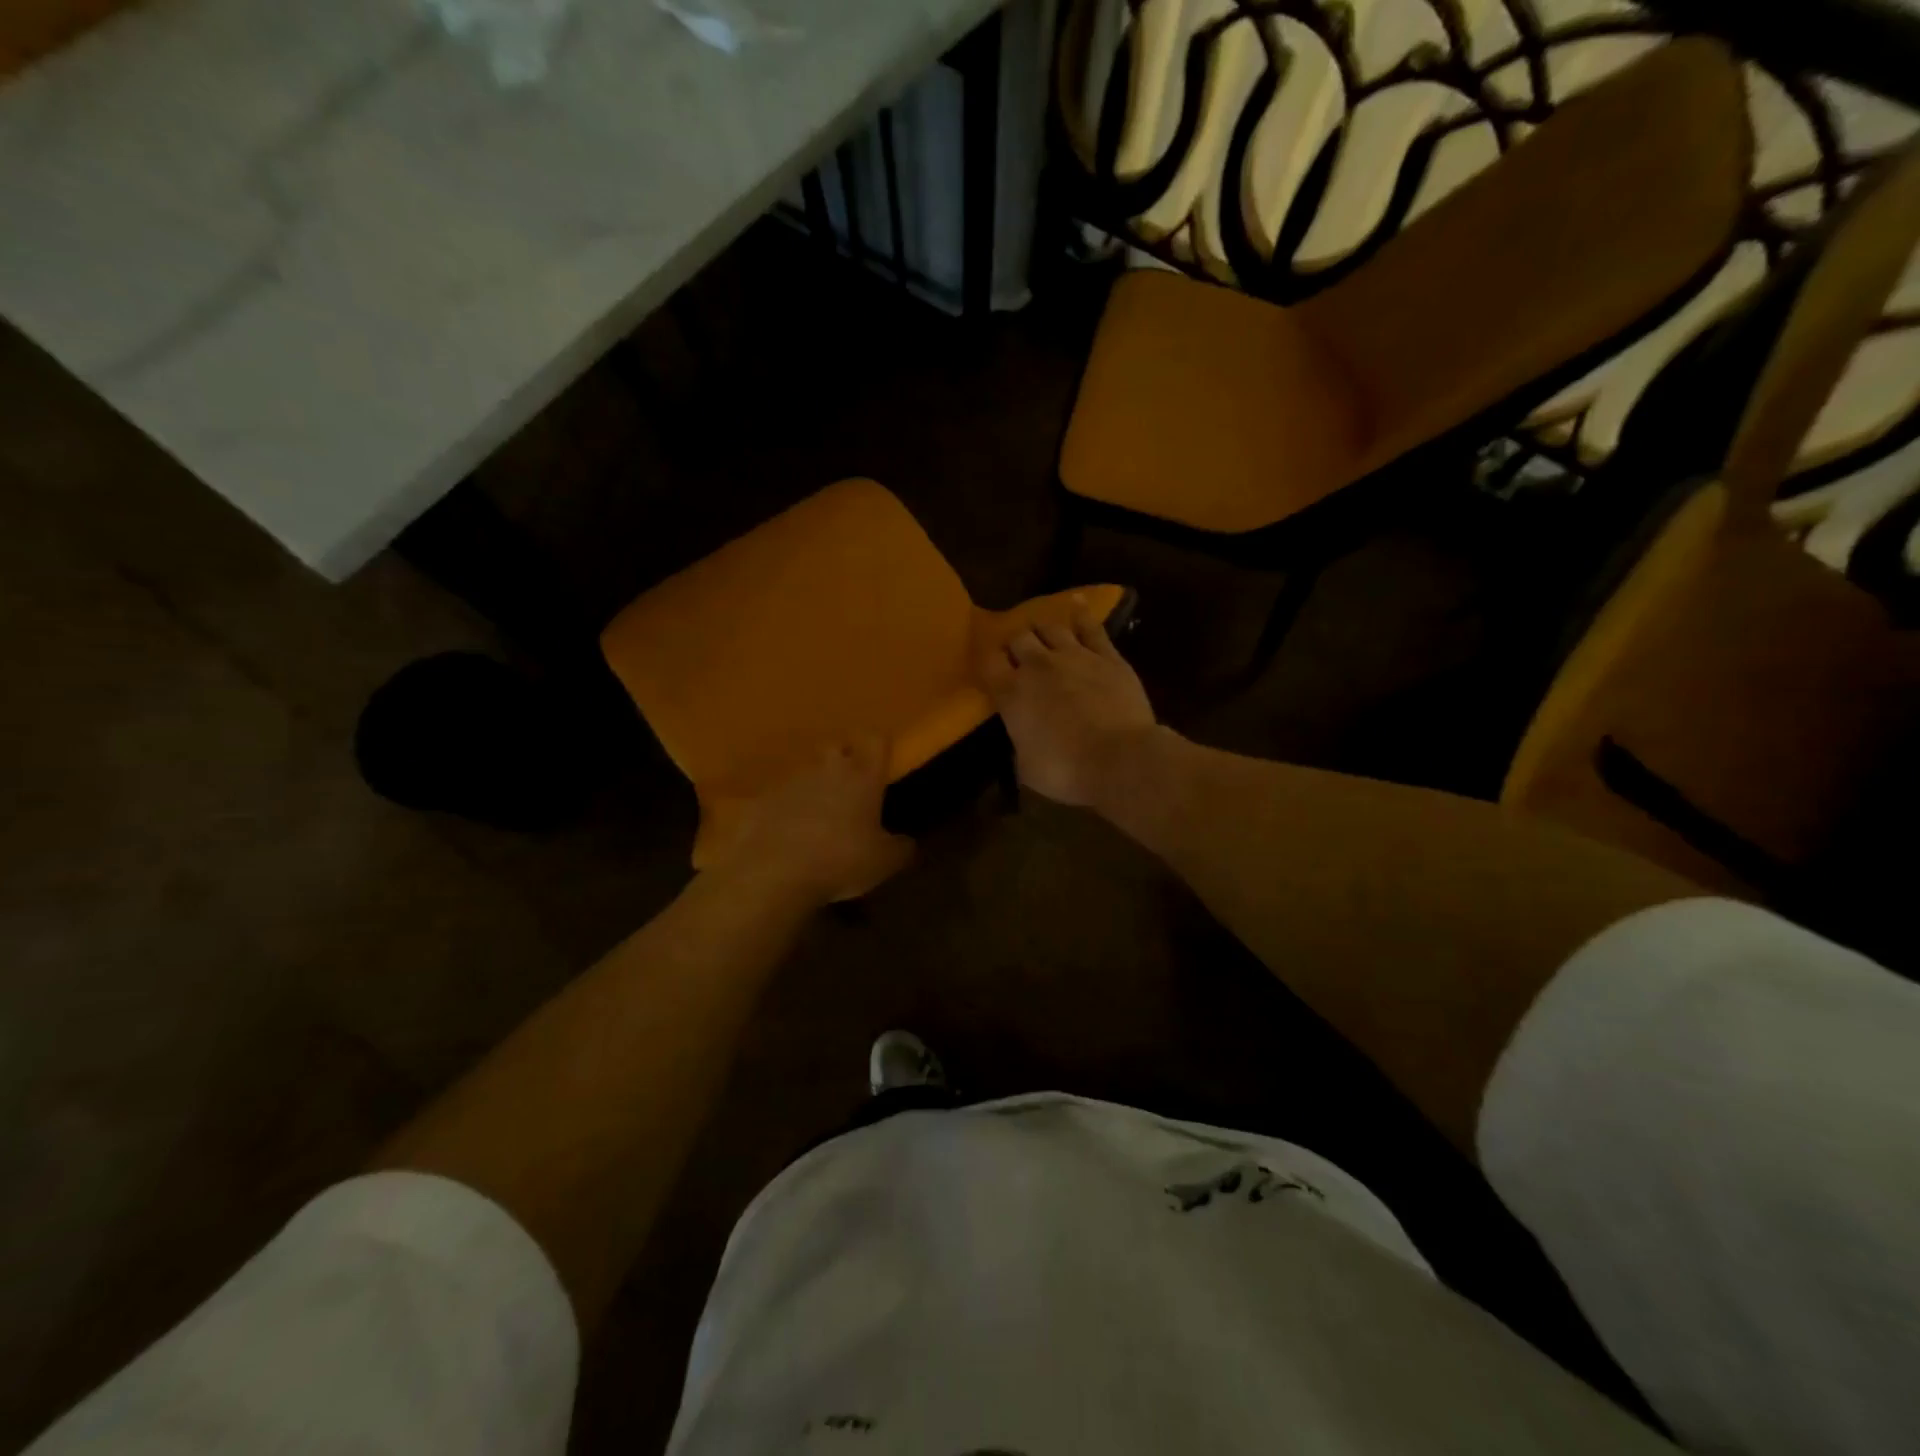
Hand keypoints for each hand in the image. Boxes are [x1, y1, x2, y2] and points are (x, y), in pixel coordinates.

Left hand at [708, 739, 914, 904]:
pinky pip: (778, 796)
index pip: (876, 741)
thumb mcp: (884, 863)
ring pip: (806, 771)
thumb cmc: (840, 861)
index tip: (882, 762)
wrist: (773, 872)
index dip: (880, 747)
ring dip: (812, 786)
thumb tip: (907, 843)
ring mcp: (790, 781)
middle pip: (837, 747)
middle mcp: (827, 768)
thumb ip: (901, 848)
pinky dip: (784, 808)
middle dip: (843, 760)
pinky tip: (785, 833)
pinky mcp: (761, 799)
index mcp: (863, 777)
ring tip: (815, 815)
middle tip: (849, 787)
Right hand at [985, 603, 1158, 808]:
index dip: (987, 659)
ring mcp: (1074, 655)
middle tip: (1018, 653)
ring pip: (1050, 627)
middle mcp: (1037, 666)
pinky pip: (1090, 626)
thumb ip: (1019, 743)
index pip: (988, 662)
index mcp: (1011, 694)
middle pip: (1018, 638)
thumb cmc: (1067, 770)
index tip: (989, 664)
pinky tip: (1076, 606)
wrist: (1121, 759)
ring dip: (1042, 629)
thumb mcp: (1027, 767)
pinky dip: (1080, 614)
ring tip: (1041, 634)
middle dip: (1015, 644)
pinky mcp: (1107, 655)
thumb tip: (1022, 738)